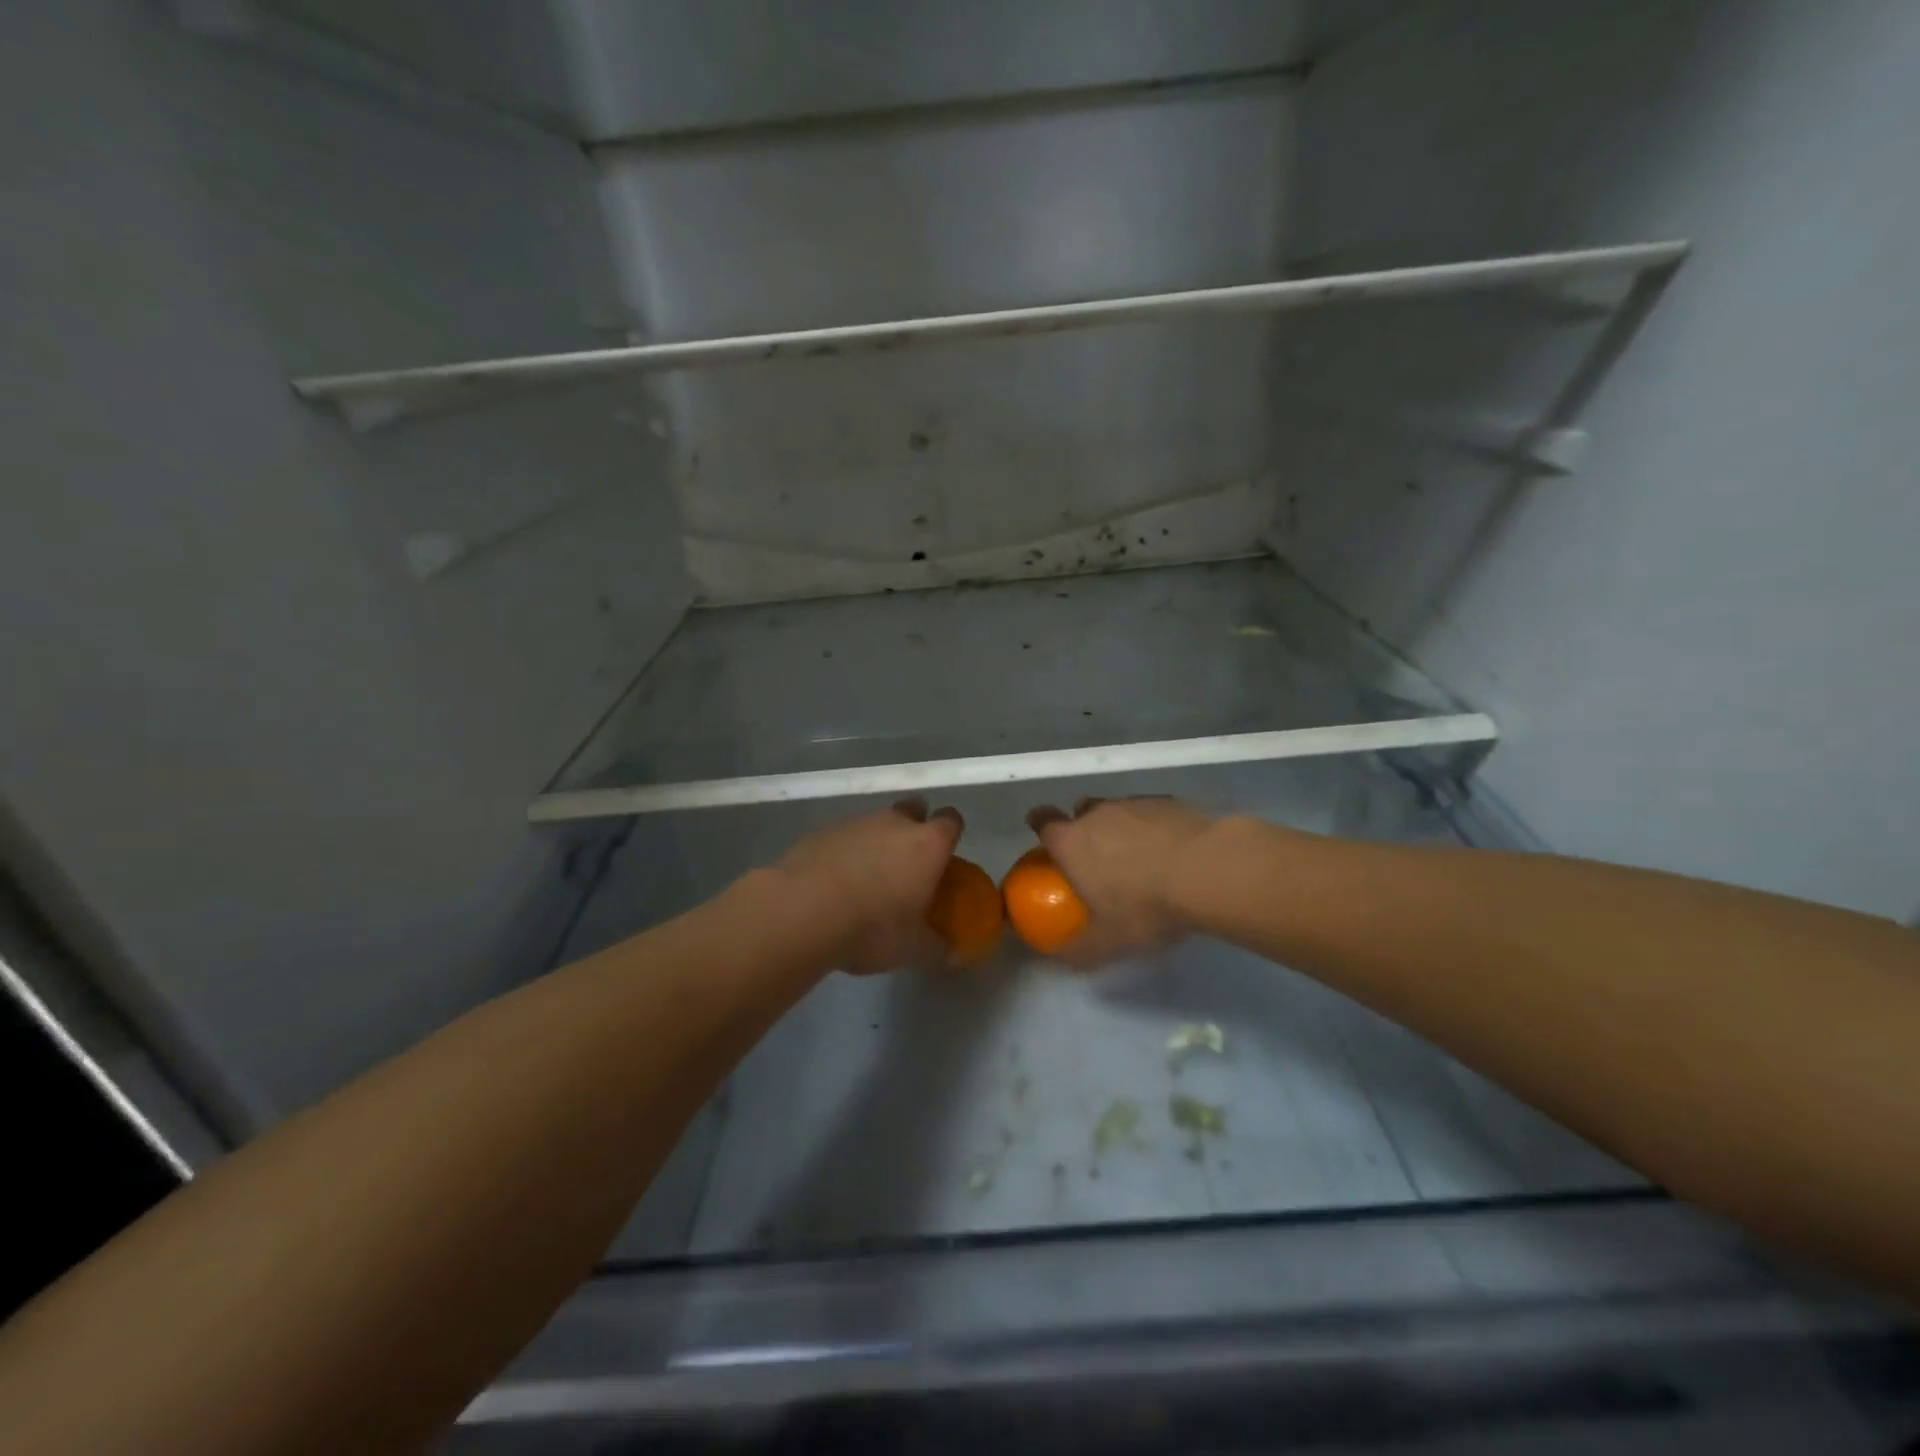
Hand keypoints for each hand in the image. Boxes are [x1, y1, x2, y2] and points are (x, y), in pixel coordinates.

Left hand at [776, 799, 963, 974]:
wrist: (802, 911)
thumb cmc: (872, 928)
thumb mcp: (912, 949)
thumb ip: (936, 947)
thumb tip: (950, 953)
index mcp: (927, 845)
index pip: (951, 821)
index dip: (950, 835)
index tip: (944, 857)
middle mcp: (895, 823)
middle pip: (913, 809)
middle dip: (914, 827)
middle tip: (907, 863)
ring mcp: (855, 823)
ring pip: (875, 822)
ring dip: (876, 841)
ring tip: (866, 879)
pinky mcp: (821, 832)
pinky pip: (842, 836)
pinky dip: (844, 852)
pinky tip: (833, 882)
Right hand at [1024, 796, 1214, 967]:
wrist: (1207, 870)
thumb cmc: (1145, 906)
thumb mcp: (1110, 940)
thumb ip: (1081, 949)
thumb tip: (1061, 960)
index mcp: (1071, 842)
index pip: (1043, 822)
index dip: (1040, 824)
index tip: (1044, 833)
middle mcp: (1097, 814)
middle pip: (1080, 811)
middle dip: (1083, 828)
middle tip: (1097, 857)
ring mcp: (1133, 804)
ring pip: (1116, 809)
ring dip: (1120, 827)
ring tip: (1138, 856)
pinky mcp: (1169, 802)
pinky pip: (1150, 812)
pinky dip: (1153, 827)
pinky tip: (1170, 850)